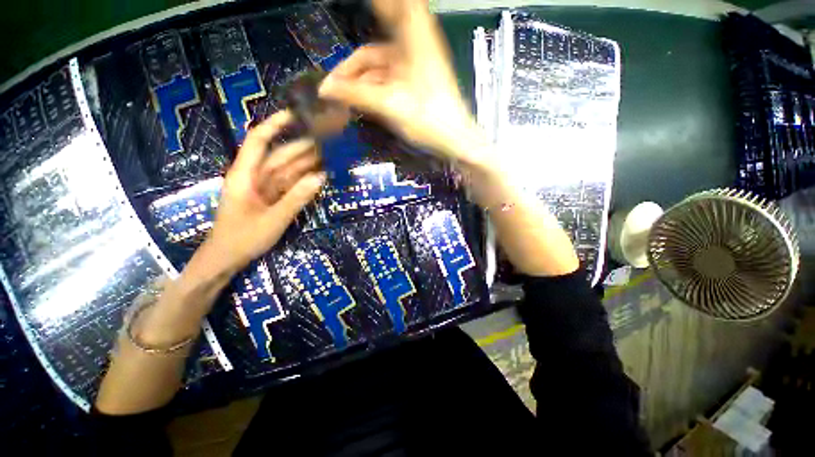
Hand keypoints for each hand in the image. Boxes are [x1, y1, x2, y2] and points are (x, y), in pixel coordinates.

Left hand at [202, 110, 325, 275]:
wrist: (227, 259)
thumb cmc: (242, 238)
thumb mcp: (273, 219)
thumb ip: (297, 198)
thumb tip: (321, 177)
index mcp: (245, 175)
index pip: (258, 140)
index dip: (275, 124)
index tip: (296, 114)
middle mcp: (254, 176)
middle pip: (279, 155)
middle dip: (302, 146)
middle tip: (327, 140)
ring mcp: (264, 188)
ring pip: (287, 169)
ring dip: (307, 163)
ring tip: (329, 154)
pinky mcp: (272, 198)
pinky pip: (290, 184)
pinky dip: (305, 180)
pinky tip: (321, 175)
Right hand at [319, 0, 486, 166]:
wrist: (453, 140)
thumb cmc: (428, 119)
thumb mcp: (390, 105)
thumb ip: (355, 95)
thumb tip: (324, 89)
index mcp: (413, 37)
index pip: (389, 7)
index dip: (375, 5)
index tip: (360, 6)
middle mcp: (413, 47)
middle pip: (375, 47)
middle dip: (353, 64)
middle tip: (333, 80)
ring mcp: (413, 68)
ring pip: (379, 68)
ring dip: (360, 80)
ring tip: (340, 96)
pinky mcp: (413, 86)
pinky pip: (387, 81)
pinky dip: (372, 89)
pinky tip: (359, 100)